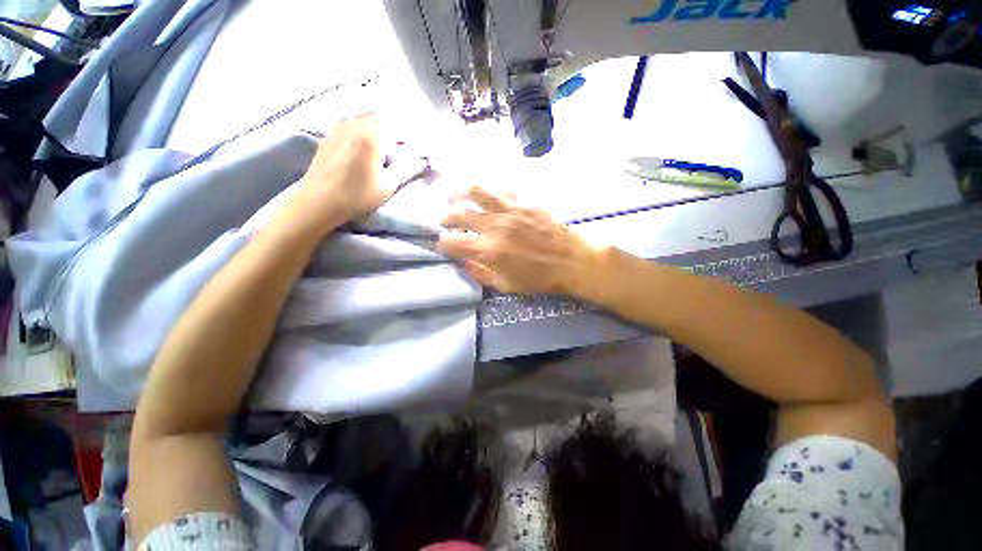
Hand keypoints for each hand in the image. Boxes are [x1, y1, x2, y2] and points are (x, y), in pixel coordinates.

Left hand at [286, 115, 427, 235]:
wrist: (319, 200)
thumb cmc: (357, 195)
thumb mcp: (387, 185)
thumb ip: (406, 169)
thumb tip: (423, 160)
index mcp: (373, 137)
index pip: (395, 126)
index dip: (406, 135)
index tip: (410, 148)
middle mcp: (355, 125)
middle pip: (379, 116)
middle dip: (392, 127)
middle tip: (398, 144)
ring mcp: (339, 127)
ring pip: (362, 115)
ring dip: (375, 123)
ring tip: (381, 139)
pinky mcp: (328, 134)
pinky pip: (348, 119)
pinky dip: (359, 124)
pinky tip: (360, 137)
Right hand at [438, 187, 601, 295]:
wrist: (572, 262)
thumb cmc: (539, 279)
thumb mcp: (505, 285)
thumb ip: (480, 274)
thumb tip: (464, 263)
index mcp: (488, 251)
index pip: (451, 242)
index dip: (443, 244)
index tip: (445, 246)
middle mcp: (494, 226)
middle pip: (457, 213)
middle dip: (445, 217)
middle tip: (444, 220)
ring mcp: (510, 210)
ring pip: (476, 191)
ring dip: (460, 193)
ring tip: (456, 197)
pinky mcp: (524, 203)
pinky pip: (501, 191)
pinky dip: (490, 194)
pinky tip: (489, 198)